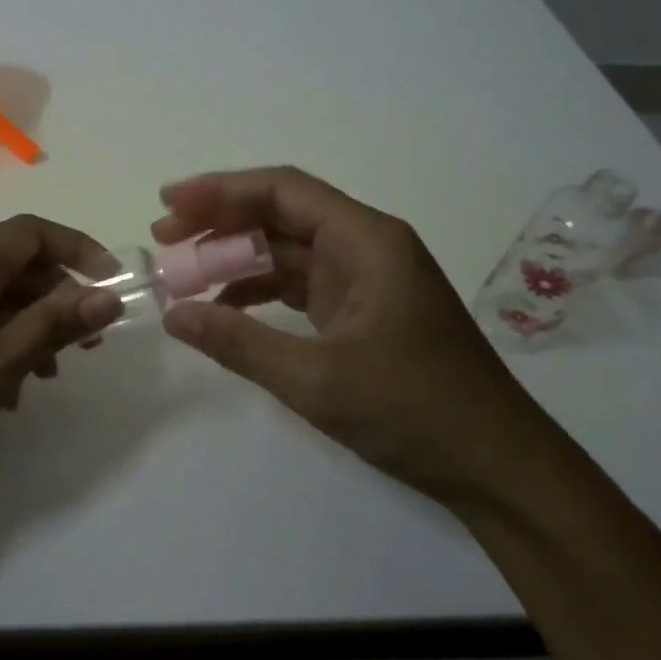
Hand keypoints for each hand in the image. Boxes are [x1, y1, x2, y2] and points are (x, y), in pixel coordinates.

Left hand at [0, 214, 122, 501]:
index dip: (78, 250)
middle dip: (56, 296)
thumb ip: (48, 329)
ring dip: (25, 322)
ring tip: (46, 375)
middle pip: (11, 262)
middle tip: (86, 345)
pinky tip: (1, 386)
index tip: (111, 286)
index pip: (30, 232)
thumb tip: (105, 296)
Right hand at [153, 166, 555, 502]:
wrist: (497, 468)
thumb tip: (172, 314)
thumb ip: (239, 342)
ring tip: (181, 276)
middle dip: (219, 224)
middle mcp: (366, 247)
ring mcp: (365, 280)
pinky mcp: (361, 312)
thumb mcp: (316, 379)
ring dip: (234, 259)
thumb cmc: (413, 411)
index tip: (169, 204)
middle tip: (162, 241)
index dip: (220, 190)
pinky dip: (258, 292)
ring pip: (286, 251)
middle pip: (280, 215)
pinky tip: (223, 308)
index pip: (282, 192)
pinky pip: (299, 285)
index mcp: (366, 240)